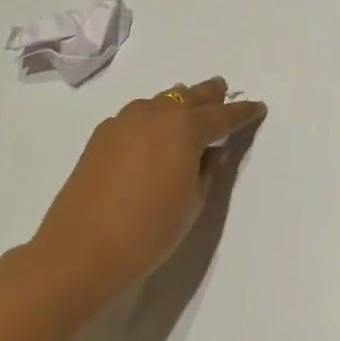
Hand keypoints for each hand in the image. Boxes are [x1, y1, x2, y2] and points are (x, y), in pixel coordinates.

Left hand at [21, 77, 266, 304]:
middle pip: (189, 96)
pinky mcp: (100, 137)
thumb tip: (213, 152)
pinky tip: (153, 133)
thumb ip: (208, 170)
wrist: (82, 250)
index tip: (258, 107)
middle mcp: (155, 114)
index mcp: (185, 128)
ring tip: (190, 107)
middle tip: (223, 90)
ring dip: (178, 103)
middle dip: (209, 95)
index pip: (223, 115)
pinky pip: (136, 116)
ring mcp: (123, 122)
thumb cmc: (150, 229)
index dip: (243, 112)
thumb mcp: (193, 202)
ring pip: (160, 102)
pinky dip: (152, 118)